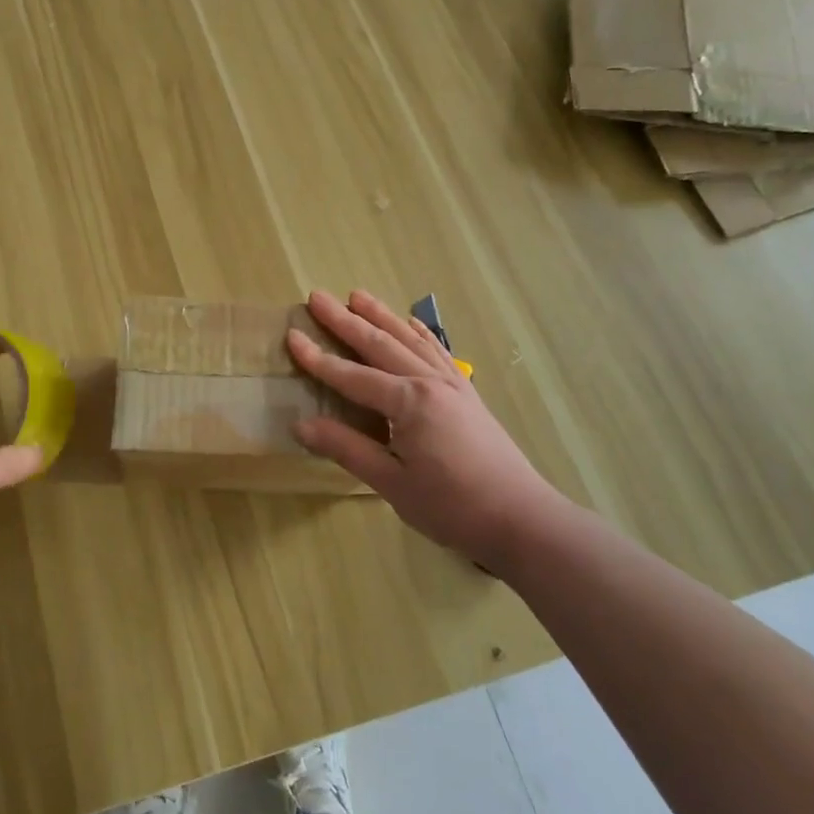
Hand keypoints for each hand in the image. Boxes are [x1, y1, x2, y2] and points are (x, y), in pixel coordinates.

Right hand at [287, 290, 564, 568]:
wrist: (522, 519)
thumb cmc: (452, 506)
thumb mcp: (391, 482)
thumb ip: (347, 448)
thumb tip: (300, 426)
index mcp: (409, 402)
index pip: (352, 376)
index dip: (318, 358)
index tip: (291, 336)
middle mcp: (429, 382)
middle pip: (380, 344)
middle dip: (345, 320)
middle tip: (317, 296)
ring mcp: (452, 384)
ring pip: (409, 340)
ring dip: (381, 316)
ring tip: (357, 295)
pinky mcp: (467, 393)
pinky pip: (438, 352)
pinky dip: (420, 333)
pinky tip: (411, 323)